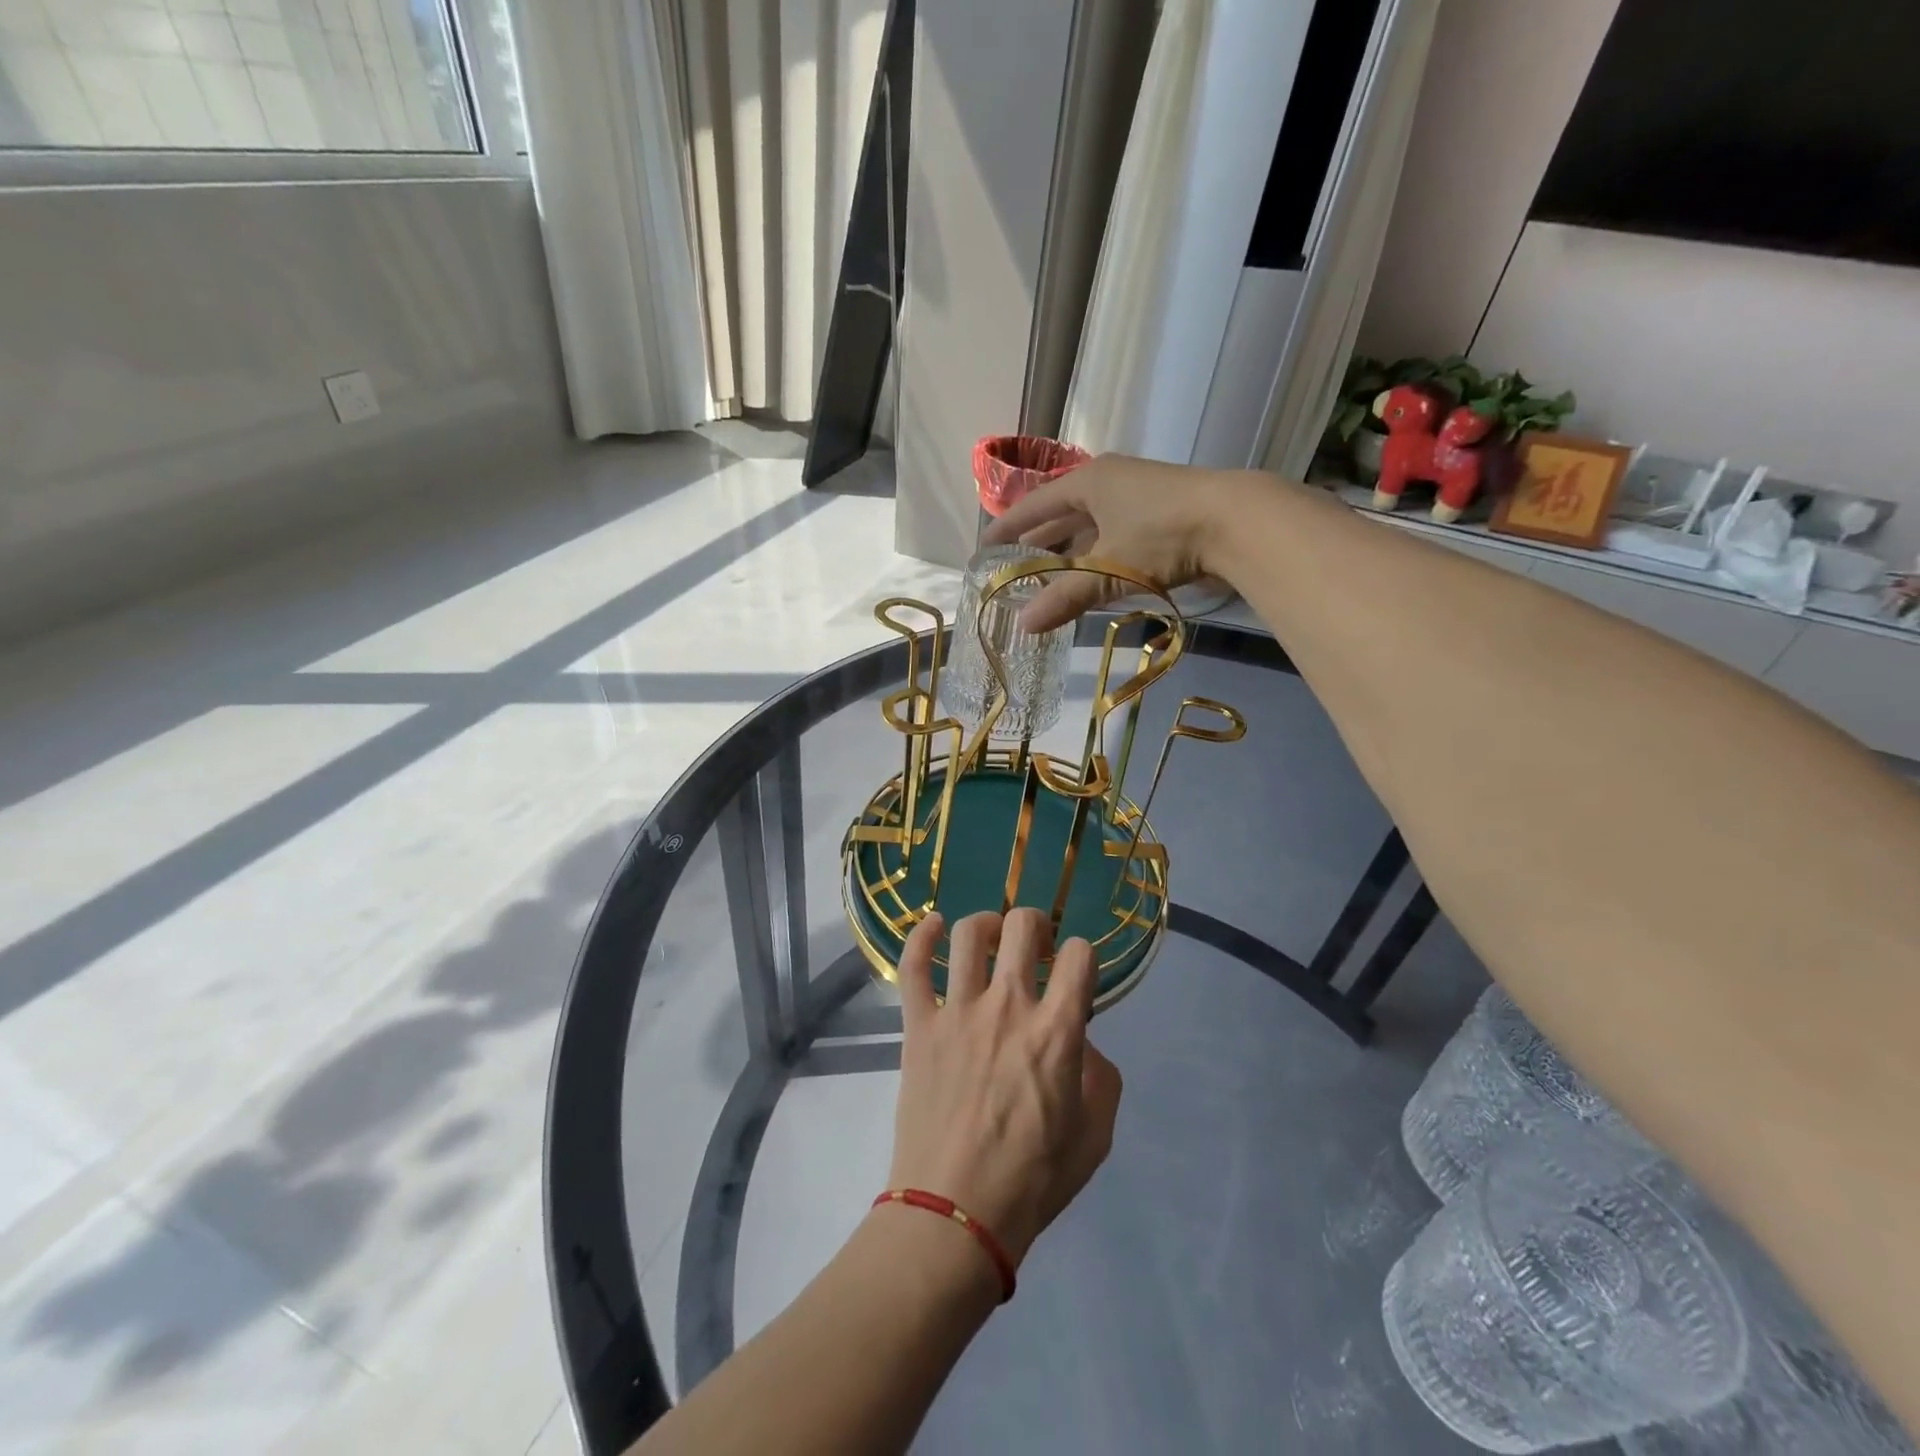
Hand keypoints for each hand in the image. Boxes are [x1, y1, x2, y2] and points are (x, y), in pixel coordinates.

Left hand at [886, 909, 1122, 1267]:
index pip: (1080, 956)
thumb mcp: (1096, 1136)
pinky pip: (913, 965)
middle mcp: (1008, 1007)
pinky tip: (933, 925)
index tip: (1077, 974)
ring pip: (970, 934)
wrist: (956, 1213)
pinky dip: (922, 936)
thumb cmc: (1033, 1180)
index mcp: (1057, 1031)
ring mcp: (958, 1012)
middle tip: (1037, 946)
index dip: (1084, 956)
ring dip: (987, 924)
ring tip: (993, 938)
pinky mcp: (918, 1025)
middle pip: (1022, 926)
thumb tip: (1080, 1042)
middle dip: (1037, 925)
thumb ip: (1100, 1077)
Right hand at [983, 455, 1262, 630]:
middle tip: (1013, 567)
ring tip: (1046, 578)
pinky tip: (1091, 578)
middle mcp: (1111, 483)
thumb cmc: (1161, 536)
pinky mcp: (1162, 517)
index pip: (1036, 504)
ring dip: (1069, 553)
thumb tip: (1024, 625)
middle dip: (1038, 541)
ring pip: (1091, 528)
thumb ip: (1065, 597)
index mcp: (1090, 481)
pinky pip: (1114, 537)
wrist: (1236, 522)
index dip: (1009, 526)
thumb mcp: (1106, 568)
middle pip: (1063, 515)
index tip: (985, 546)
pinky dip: (1097, 558)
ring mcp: (1139, 498)